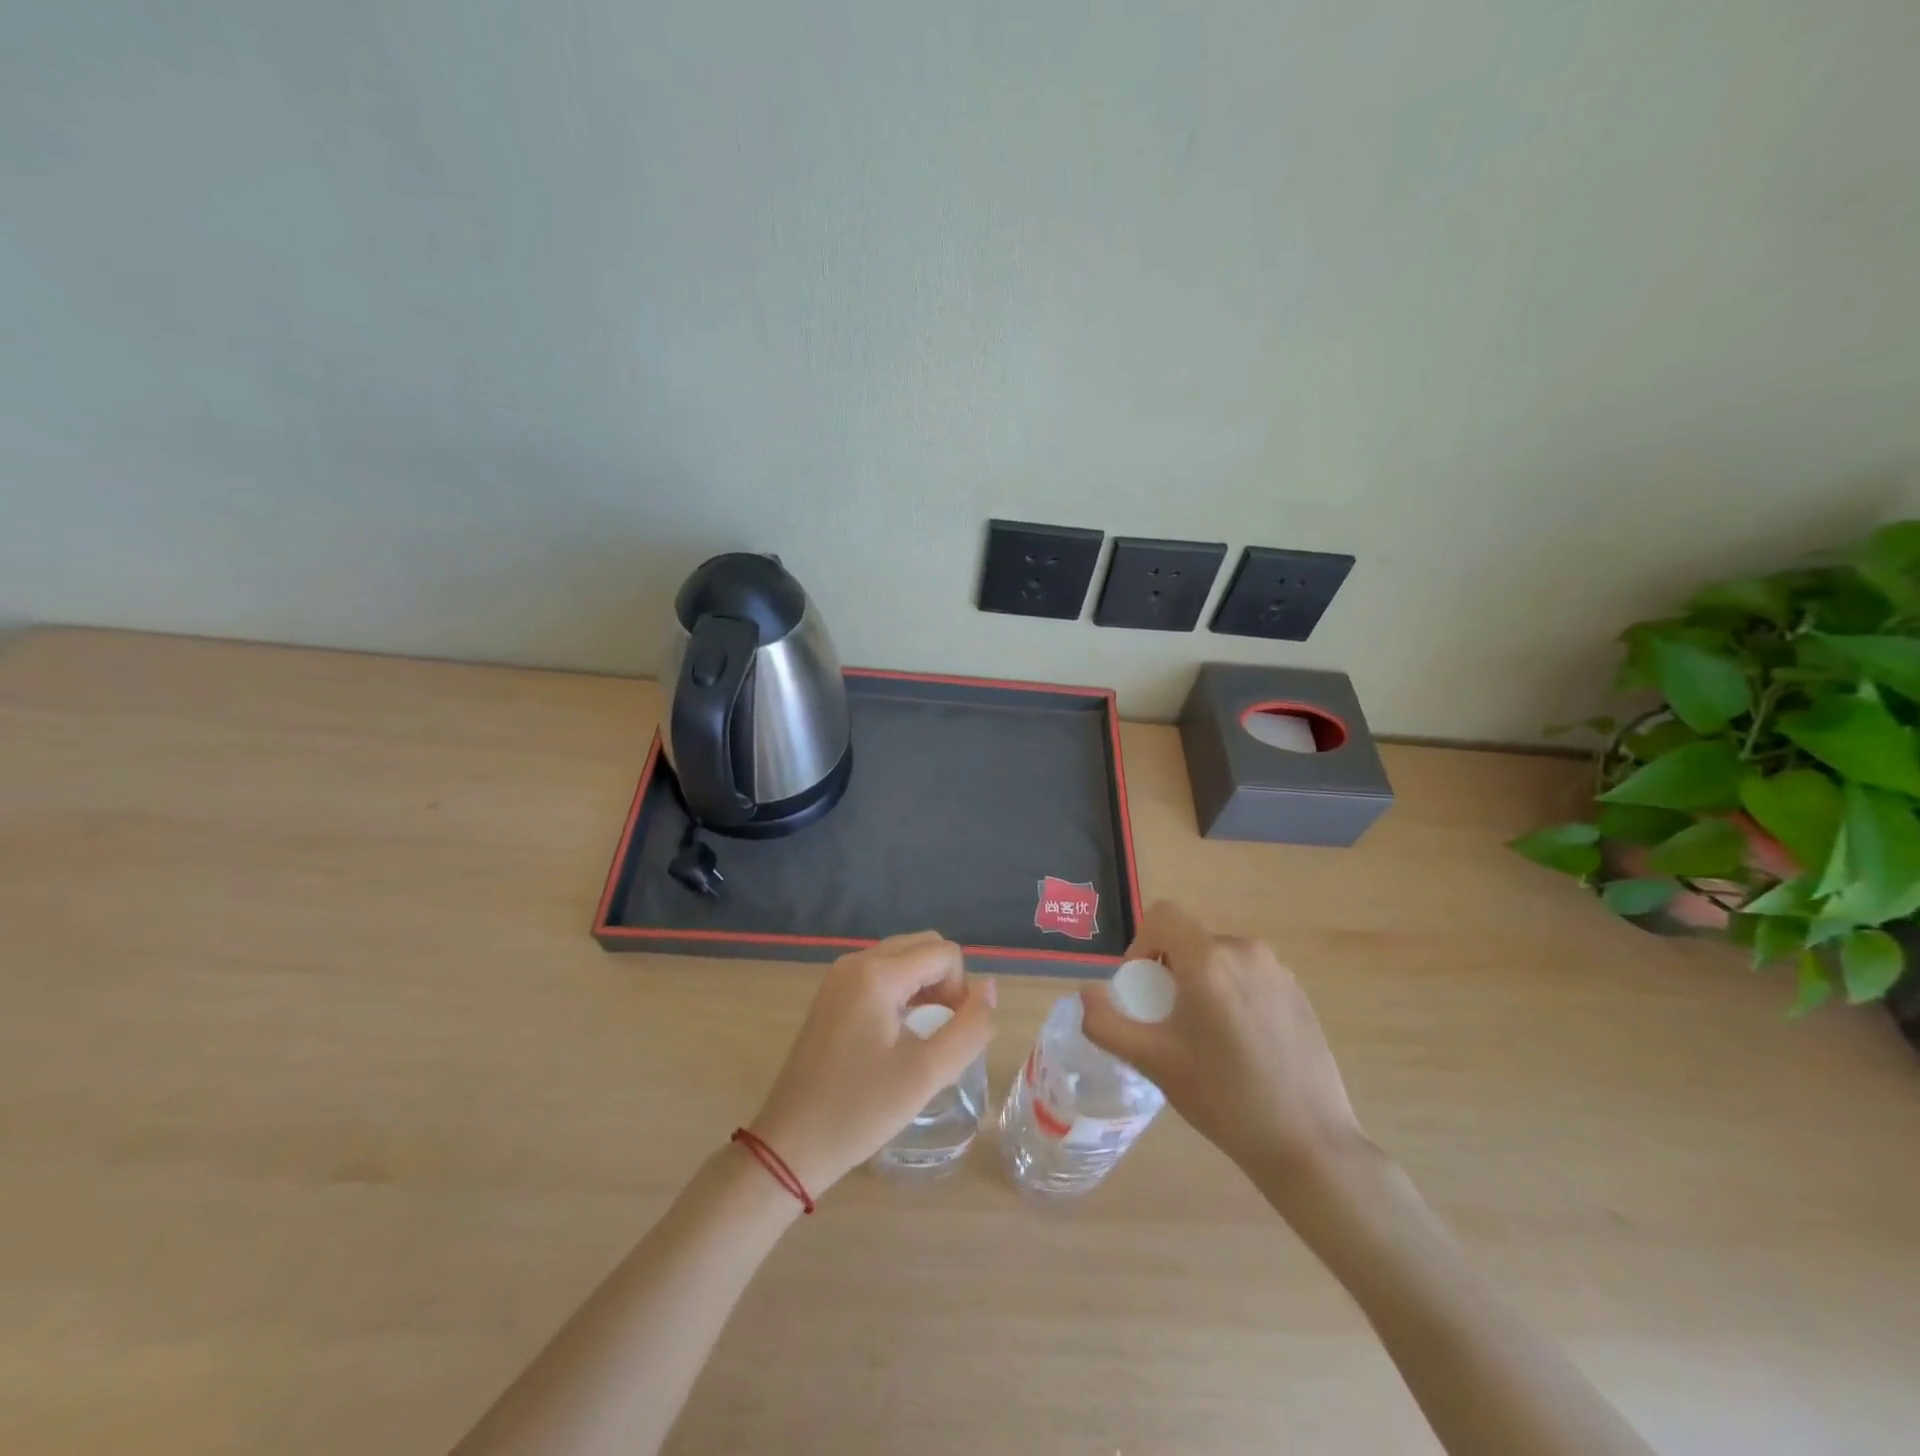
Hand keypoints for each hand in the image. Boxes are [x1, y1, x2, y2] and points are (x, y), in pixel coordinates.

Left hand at [747, 931, 995, 1195]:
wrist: (789, 1146)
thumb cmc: (860, 1110)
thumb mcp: (927, 1074)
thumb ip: (969, 1027)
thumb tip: (990, 987)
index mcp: (877, 973)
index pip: (945, 953)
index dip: (961, 990)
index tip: (950, 1036)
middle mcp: (856, 961)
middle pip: (923, 946)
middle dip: (946, 981)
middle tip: (943, 1033)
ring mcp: (839, 977)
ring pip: (903, 958)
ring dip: (925, 987)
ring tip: (924, 1037)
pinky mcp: (831, 995)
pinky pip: (881, 974)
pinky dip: (902, 993)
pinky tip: (899, 1035)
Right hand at [1079, 900, 1368, 1196]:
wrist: (1309, 1144)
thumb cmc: (1224, 1099)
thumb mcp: (1154, 1063)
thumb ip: (1107, 1024)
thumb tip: (1086, 994)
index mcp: (1209, 960)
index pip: (1163, 915)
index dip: (1141, 944)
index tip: (1143, 989)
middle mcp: (1245, 950)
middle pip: (1190, 939)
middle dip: (1170, 970)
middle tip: (1169, 1022)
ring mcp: (1278, 970)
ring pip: (1219, 957)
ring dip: (1201, 981)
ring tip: (1205, 1036)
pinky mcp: (1298, 991)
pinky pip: (1248, 974)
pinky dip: (1231, 993)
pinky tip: (1241, 1044)